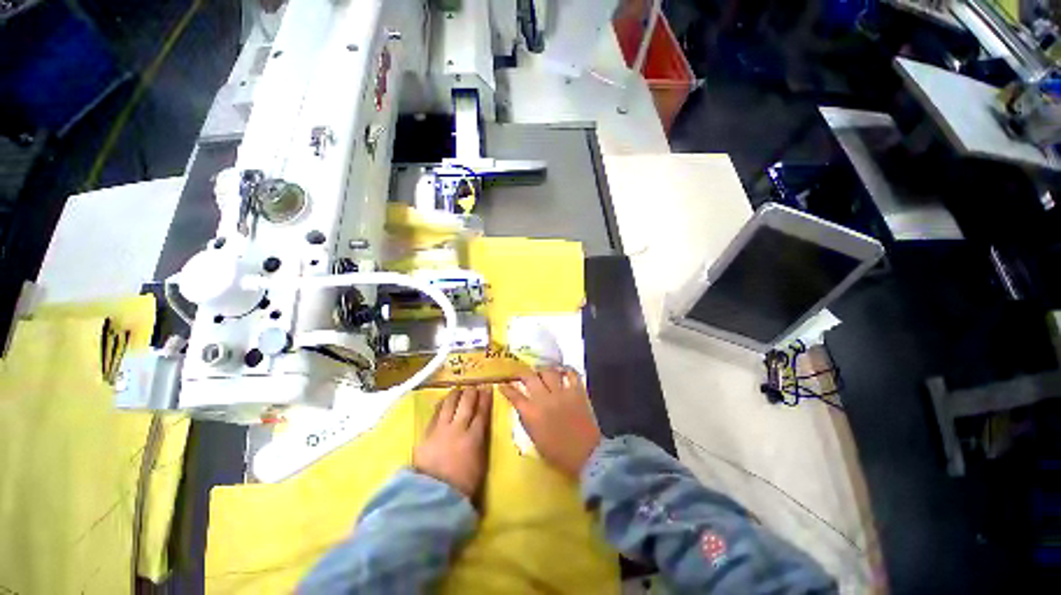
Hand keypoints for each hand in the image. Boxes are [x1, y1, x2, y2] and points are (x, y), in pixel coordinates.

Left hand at [413, 386, 491, 498]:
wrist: (433, 497)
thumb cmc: (463, 485)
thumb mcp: (480, 463)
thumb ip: (480, 441)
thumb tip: (480, 428)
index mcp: (474, 437)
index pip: (482, 412)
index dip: (485, 398)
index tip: (488, 388)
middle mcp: (458, 428)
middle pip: (466, 403)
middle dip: (471, 392)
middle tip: (474, 387)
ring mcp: (441, 429)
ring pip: (449, 404)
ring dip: (455, 394)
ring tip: (458, 389)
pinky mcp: (426, 434)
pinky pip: (435, 413)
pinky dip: (441, 404)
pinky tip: (443, 401)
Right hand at [499, 369, 600, 479]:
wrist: (586, 455)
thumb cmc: (558, 453)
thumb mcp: (535, 439)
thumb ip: (527, 420)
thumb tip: (523, 406)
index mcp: (531, 413)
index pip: (514, 395)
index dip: (507, 388)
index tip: (503, 384)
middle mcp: (544, 399)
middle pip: (530, 377)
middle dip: (523, 373)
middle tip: (522, 374)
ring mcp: (561, 393)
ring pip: (548, 371)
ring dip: (543, 370)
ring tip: (542, 372)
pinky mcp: (577, 392)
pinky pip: (571, 374)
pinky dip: (567, 370)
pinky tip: (563, 371)